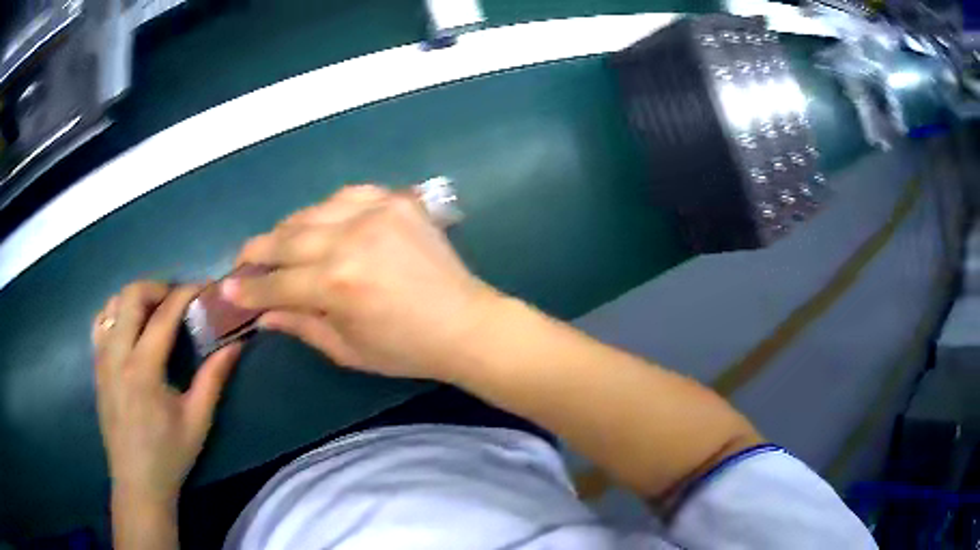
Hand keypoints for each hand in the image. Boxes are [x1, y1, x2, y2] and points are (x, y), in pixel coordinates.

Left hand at [92, 281, 240, 505]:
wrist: (137, 481)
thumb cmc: (169, 454)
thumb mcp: (197, 421)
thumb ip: (214, 379)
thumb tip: (235, 344)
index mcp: (143, 370)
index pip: (163, 315)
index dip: (185, 294)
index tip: (203, 287)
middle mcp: (117, 355)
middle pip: (131, 295)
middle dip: (157, 287)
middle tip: (177, 300)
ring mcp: (102, 358)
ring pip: (112, 303)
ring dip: (135, 298)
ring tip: (154, 312)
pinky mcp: (96, 365)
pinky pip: (101, 322)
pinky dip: (116, 313)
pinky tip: (130, 328)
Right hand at [224, 184, 499, 380]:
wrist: (465, 323)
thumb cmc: (406, 348)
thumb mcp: (347, 349)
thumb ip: (300, 325)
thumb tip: (262, 313)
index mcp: (336, 285)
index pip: (276, 282)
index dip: (249, 289)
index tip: (227, 289)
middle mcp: (349, 240)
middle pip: (286, 238)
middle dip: (257, 251)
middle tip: (243, 260)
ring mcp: (376, 213)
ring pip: (311, 211)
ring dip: (288, 228)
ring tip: (278, 243)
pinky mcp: (397, 201)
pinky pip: (348, 194)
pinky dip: (328, 207)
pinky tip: (322, 221)